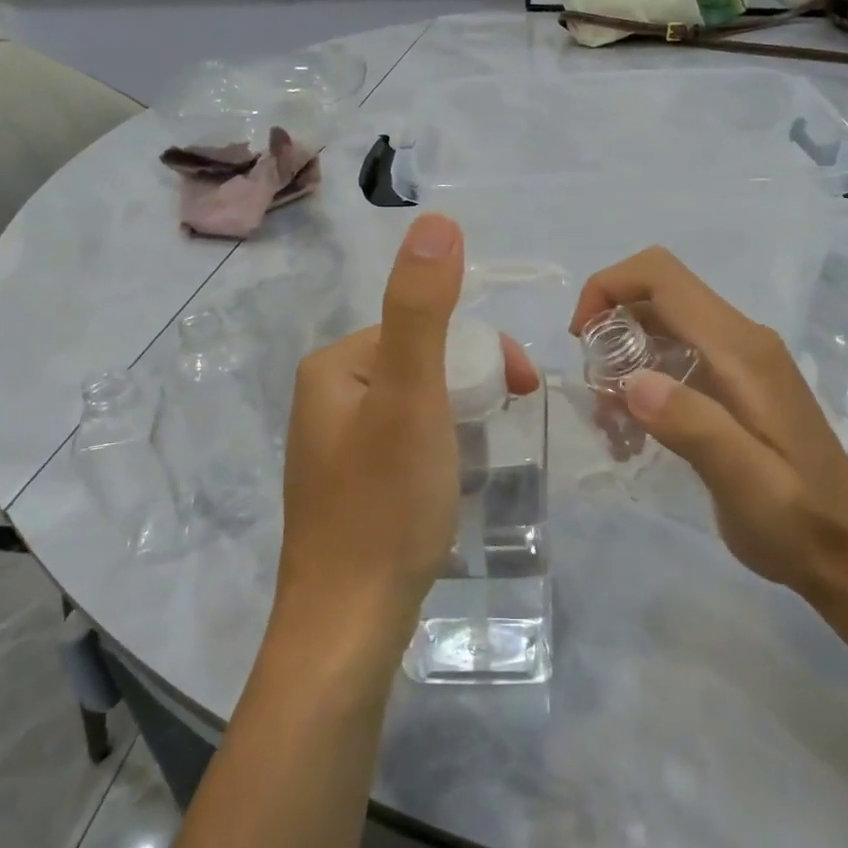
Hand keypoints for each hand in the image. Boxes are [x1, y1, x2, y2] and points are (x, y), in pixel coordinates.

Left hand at [277, 214, 538, 653]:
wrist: (348, 627)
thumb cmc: (385, 504)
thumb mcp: (412, 396)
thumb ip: (423, 308)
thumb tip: (436, 221)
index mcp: (334, 366)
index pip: (423, 328)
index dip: (481, 351)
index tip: (522, 389)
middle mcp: (326, 396)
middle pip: (421, 364)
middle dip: (473, 384)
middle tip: (506, 424)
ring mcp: (335, 445)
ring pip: (418, 404)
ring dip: (460, 416)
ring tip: (479, 458)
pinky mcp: (350, 486)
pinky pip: (406, 442)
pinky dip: (439, 448)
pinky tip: (448, 483)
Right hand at [570, 247, 847, 605]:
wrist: (847, 553)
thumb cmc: (798, 520)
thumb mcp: (745, 482)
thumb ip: (694, 426)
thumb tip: (632, 382)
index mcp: (740, 349)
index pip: (662, 277)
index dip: (609, 287)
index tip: (580, 340)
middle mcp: (739, 341)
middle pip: (655, 298)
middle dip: (610, 334)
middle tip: (597, 398)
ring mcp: (737, 362)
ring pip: (659, 331)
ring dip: (622, 365)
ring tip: (612, 426)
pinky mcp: (733, 387)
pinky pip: (672, 361)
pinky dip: (641, 386)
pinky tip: (633, 436)